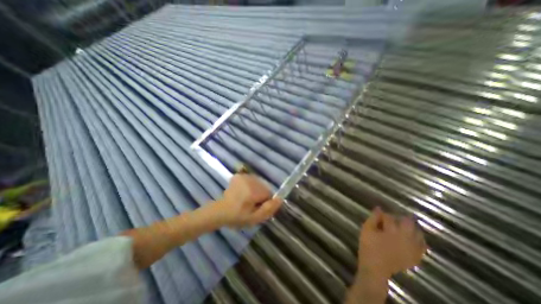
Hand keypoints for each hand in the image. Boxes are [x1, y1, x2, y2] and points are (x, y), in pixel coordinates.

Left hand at [217, 173, 280, 227]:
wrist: (220, 211)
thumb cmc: (237, 216)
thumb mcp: (255, 218)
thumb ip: (269, 209)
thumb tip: (280, 199)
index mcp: (253, 191)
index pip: (269, 193)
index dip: (265, 202)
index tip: (256, 207)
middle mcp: (249, 180)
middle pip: (264, 187)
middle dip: (261, 195)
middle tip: (251, 204)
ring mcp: (243, 176)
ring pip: (259, 183)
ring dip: (256, 190)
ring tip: (246, 198)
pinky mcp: (239, 175)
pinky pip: (252, 180)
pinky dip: (250, 185)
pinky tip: (243, 192)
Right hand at [359, 206, 426, 279]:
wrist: (375, 268)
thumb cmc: (369, 246)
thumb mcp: (367, 229)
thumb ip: (373, 218)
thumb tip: (378, 208)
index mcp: (391, 230)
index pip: (390, 217)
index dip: (384, 214)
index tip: (379, 214)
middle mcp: (405, 237)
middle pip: (408, 222)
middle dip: (401, 218)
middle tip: (394, 218)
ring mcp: (412, 248)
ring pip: (418, 233)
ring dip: (412, 227)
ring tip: (404, 226)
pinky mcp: (415, 256)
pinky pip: (422, 246)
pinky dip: (419, 240)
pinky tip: (413, 238)